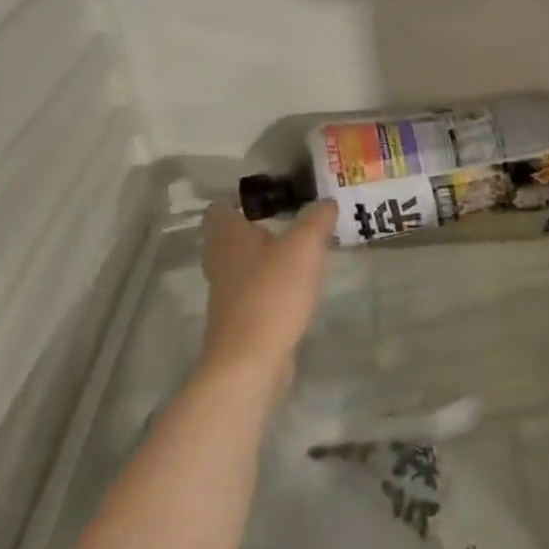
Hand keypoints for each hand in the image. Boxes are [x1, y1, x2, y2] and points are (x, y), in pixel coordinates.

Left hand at [199, 200, 336, 388]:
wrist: (251, 360)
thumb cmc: (273, 294)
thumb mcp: (304, 247)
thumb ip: (317, 219)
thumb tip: (327, 201)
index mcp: (228, 235)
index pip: (223, 204)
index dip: (245, 193)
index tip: (278, 188)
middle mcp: (222, 259)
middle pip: (235, 231)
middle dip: (263, 220)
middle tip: (298, 212)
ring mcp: (229, 289)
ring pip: (248, 258)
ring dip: (271, 249)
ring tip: (306, 242)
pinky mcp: (242, 313)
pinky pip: (258, 283)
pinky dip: (276, 276)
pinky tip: (301, 278)